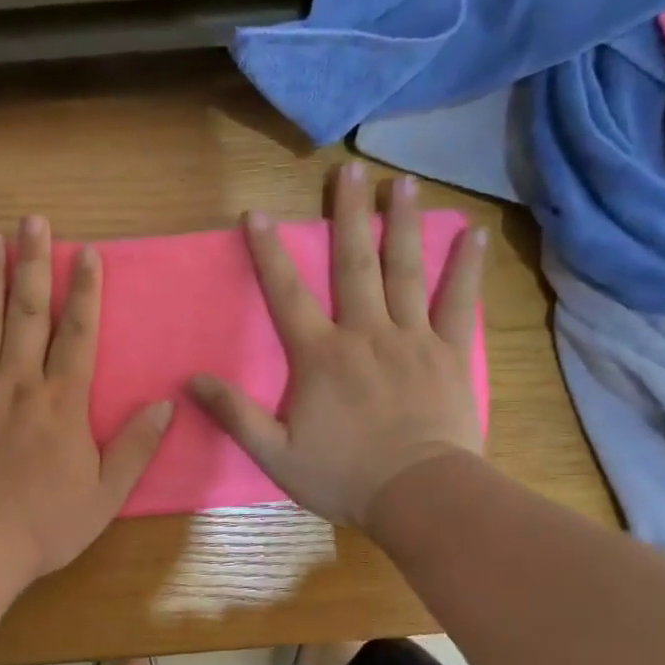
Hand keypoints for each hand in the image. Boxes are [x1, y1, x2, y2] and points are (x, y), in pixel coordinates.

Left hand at [0, 216, 172, 582]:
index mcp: (62, 401)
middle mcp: (18, 383)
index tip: (86, 253)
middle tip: (32, 221)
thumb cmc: (45, 523)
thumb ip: (136, 447)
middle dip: (33, 264)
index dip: (85, 291)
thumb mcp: (106, 494)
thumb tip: (166, 404)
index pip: (78, 334)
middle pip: (28, 313)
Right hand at [190, 164, 487, 529]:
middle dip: (348, 215)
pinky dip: (465, 267)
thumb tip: (192, 380)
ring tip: (402, 181)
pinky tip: (472, 233)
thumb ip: (235, 414)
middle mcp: (365, 333)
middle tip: (350, 169)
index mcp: (320, 355)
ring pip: (405, 271)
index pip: (287, 294)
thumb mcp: (275, 454)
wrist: (418, 495)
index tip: (256, 213)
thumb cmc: (343, 476)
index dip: (269, 252)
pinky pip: (457, 302)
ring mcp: (412, 339)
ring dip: (401, 223)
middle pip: (354, 264)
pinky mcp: (448, 353)